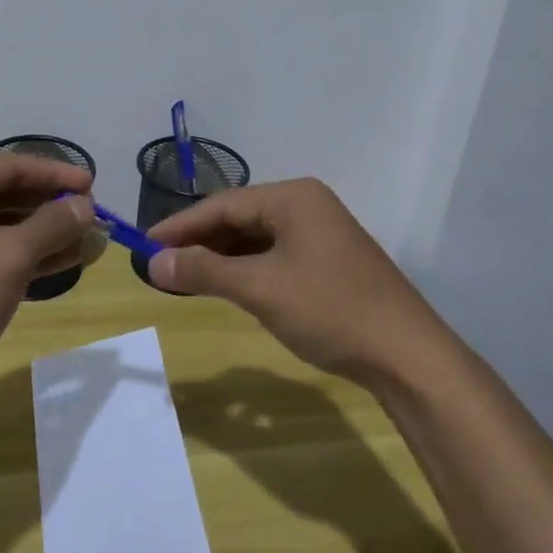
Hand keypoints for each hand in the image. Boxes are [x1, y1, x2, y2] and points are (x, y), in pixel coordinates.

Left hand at [0, 154, 100, 398]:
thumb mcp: (11, 255)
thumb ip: (52, 223)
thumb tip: (85, 205)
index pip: (9, 167)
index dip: (55, 174)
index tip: (93, 184)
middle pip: (2, 194)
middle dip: (50, 207)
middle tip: (91, 216)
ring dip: (40, 234)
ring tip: (86, 242)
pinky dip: (18, 256)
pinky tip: (57, 264)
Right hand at [146, 177, 444, 384]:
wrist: (408, 355)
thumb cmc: (329, 310)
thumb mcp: (260, 289)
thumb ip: (204, 271)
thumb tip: (152, 263)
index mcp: (293, 198)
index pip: (223, 204)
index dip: (180, 225)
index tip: (145, 245)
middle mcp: (307, 205)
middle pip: (240, 217)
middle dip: (200, 241)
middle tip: (162, 264)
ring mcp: (322, 232)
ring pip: (257, 237)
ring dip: (222, 256)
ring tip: (186, 276)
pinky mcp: (329, 260)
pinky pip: (276, 254)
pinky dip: (247, 268)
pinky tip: (229, 285)